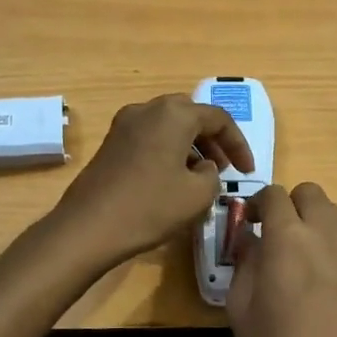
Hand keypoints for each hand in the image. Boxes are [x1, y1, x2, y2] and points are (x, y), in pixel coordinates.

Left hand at [52, 93, 253, 268]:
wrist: (89, 227)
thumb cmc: (150, 207)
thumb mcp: (198, 194)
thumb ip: (212, 174)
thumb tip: (203, 166)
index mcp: (174, 114)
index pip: (218, 118)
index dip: (239, 144)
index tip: (248, 171)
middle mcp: (148, 109)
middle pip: (191, 115)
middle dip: (213, 139)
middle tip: (224, 167)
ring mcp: (124, 124)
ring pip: (168, 125)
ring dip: (190, 145)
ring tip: (200, 176)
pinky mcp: (110, 143)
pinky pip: (149, 137)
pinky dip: (168, 150)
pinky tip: (172, 179)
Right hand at [228, 182, 336, 336]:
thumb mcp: (240, 307)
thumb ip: (245, 262)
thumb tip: (251, 240)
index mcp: (288, 237)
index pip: (274, 194)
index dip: (260, 204)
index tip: (253, 223)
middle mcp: (325, 233)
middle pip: (311, 193)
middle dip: (292, 205)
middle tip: (280, 235)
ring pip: (335, 215)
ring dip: (316, 225)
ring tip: (305, 259)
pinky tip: (328, 284)